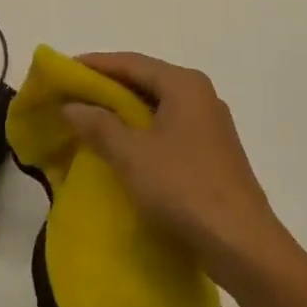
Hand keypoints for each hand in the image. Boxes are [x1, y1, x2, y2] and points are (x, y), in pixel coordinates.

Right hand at [62, 52, 294, 290]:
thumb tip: (72, 106)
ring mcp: (210, 125)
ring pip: (158, 107)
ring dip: (124, 112)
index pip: (131, 62)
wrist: (242, 244)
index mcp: (184, 85)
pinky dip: (142, 131)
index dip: (95, 64)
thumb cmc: (183, 187)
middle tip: (72, 95)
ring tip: (90, 120)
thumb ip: (99, 125)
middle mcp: (201, 96)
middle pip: (146, 81)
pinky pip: (169, 129)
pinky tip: (123, 148)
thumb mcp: (132, 155)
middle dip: (108, 87)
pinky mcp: (213, 153)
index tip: (64, 70)